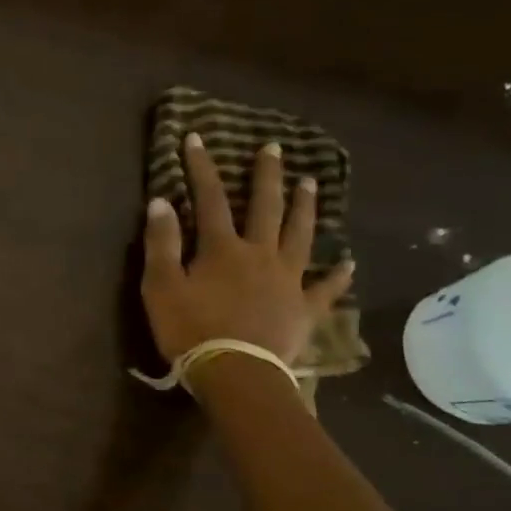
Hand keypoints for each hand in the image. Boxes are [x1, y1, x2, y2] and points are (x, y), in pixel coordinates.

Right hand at [141, 136, 353, 365]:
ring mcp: (288, 280)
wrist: (236, 372)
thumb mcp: (162, 287)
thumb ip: (161, 243)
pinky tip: (349, 265)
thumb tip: (161, 201)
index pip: (210, 198)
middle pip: (266, 207)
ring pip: (300, 236)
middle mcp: (261, 254)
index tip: (196, 138)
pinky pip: (325, 289)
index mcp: (223, 248)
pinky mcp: (303, 309)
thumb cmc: (191, 330)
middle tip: (274, 149)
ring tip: (312, 184)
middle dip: (266, 176)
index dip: (201, 167)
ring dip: (305, 208)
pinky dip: (337, 277)